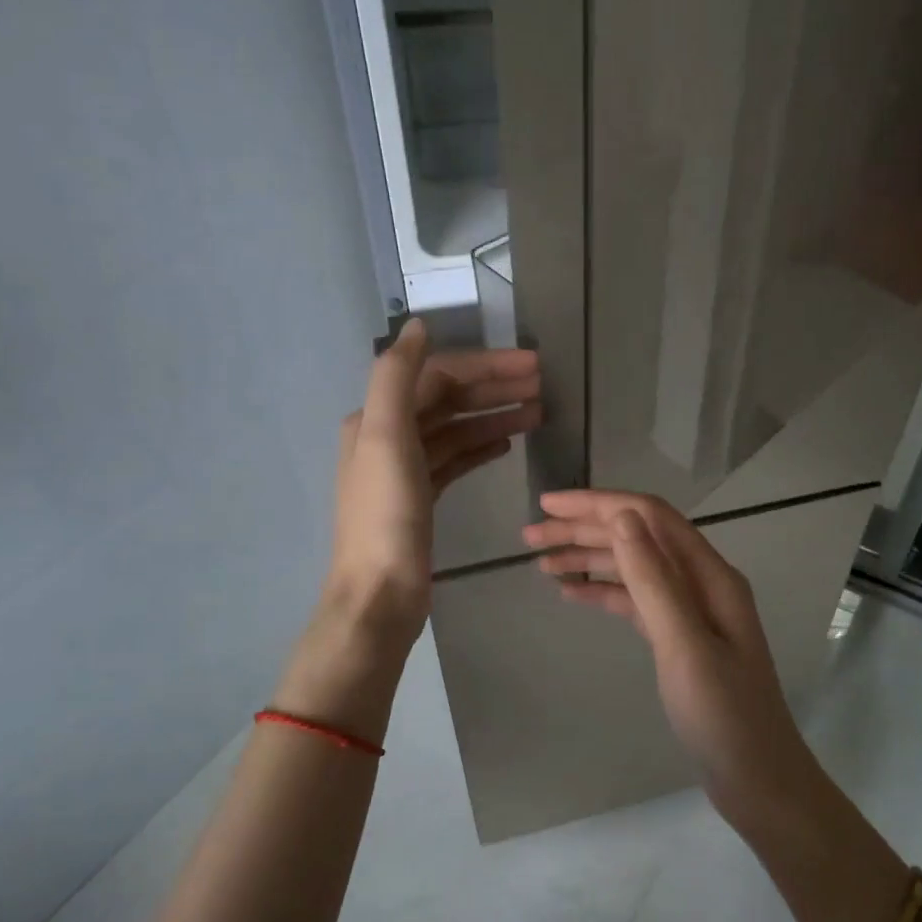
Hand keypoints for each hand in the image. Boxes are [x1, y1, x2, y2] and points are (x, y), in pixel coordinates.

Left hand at [324, 319, 540, 646]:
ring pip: (456, 429)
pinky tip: (508, 443)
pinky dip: (481, 446)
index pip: (438, 376)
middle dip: (495, 387)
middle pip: (448, 399)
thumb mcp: (386, 439)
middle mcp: (388, 436)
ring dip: (495, 416)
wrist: (379, 594)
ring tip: (538, 413)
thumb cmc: (386, 517)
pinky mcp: (422, 498)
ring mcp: (405, 469)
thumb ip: (396, 376)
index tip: (532, 366)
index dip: (485, 366)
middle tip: (543, 384)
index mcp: (377, 417)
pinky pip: (456, 459)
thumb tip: (419, 327)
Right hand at [522, 490, 813, 811]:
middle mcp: (701, 582)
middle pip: (638, 538)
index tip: (548, 504)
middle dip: (584, 529)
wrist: (758, 780)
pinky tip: (571, 594)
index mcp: (710, 574)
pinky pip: (635, 601)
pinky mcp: (679, 638)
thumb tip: (622, 515)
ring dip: (589, 559)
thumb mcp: (684, 644)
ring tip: (541, 564)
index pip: (648, 516)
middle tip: (530, 537)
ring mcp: (691, 611)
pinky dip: (603, 592)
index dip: (598, 504)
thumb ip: (654, 579)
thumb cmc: (723, 715)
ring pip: (633, 568)